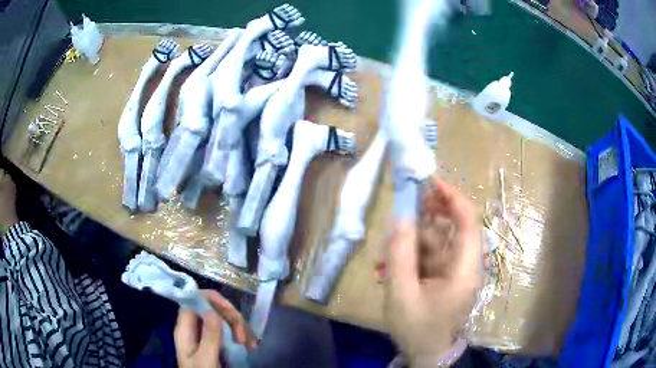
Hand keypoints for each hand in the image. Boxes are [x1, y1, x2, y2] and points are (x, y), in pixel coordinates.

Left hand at [174, 289, 257, 367]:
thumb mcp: (206, 359)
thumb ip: (208, 337)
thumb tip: (212, 311)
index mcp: (185, 329)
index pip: (193, 300)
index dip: (212, 300)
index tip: (231, 312)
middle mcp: (193, 328)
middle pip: (211, 308)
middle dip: (230, 318)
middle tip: (243, 337)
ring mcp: (204, 335)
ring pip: (223, 319)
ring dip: (239, 327)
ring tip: (250, 344)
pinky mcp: (215, 343)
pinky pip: (229, 331)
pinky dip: (241, 335)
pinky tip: (250, 346)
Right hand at [385, 178, 481, 366]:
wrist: (426, 356)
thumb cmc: (418, 329)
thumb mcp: (402, 293)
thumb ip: (400, 254)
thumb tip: (400, 217)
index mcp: (465, 267)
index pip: (468, 221)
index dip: (452, 197)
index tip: (429, 182)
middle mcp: (465, 264)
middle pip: (451, 227)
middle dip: (425, 217)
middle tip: (402, 209)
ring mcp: (453, 271)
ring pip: (435, 242)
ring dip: (409, 242)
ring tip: (382, 255)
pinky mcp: (443, 278)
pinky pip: (427, 258)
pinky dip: (408, 257)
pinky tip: (387, 267)